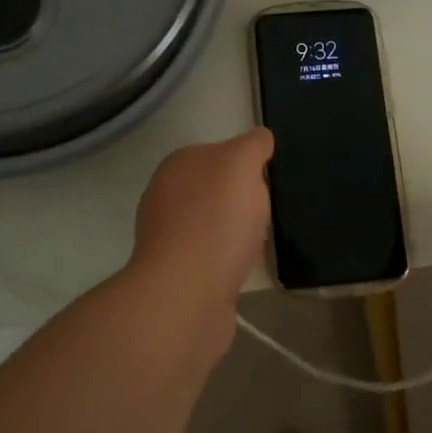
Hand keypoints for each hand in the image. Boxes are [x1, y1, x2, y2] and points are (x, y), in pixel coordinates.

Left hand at [128, 127, 273, 306]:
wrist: (186, 294)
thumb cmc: (215, 220)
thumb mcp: (241, 164)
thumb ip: (252, 145)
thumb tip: (261, 137)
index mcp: (176, 166)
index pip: (217, 153)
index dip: (245, 165)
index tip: (266, 182)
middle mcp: (165, 197)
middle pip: (215, 190)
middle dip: (241, 201)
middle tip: (265, 214)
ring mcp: (168, 238)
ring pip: (213, 225)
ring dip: (234, 233)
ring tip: (256, 244)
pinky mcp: (177, 274)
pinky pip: (212, 257)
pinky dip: (228, 261)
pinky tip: (241, 269)